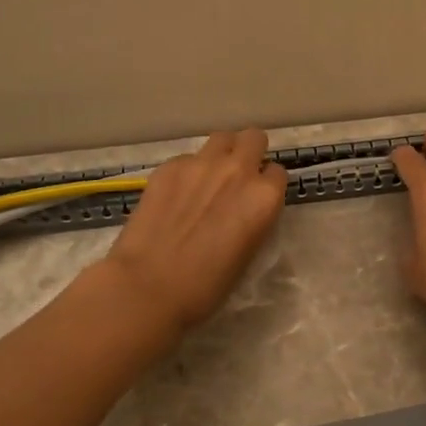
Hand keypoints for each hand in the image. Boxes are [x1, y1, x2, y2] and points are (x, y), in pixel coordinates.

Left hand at [105, 129, 287, 331]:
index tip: (256, 198)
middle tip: (238, 176)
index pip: (277, 173)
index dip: (267, 185)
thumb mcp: (247, 254)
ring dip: (222, 153)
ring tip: (209, 177)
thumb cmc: (206, 286)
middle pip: (254, 139)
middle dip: (250, 152)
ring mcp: (201, 164)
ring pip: (222, 138)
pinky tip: (175, 195)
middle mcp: (238, 170)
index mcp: (264, 197)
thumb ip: (253, 219)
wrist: (148, 286)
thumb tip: (244, 209)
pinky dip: (188, 171)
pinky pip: (188, 157)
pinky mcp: (169, 166)